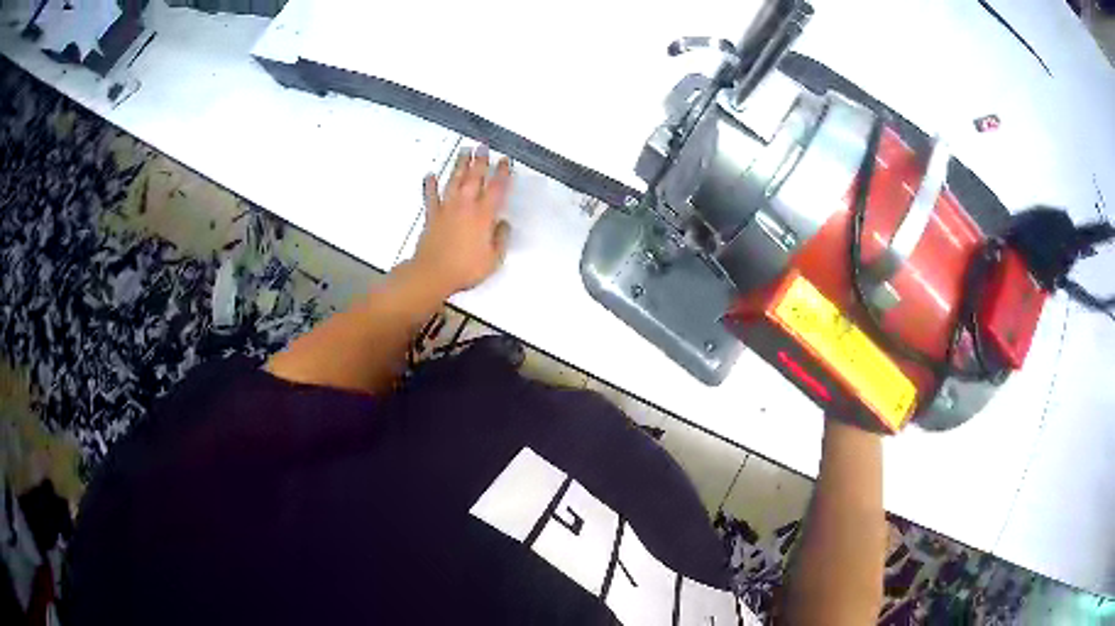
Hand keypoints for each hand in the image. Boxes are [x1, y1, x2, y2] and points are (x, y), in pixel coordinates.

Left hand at [412, 146, 511, 296]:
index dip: (503, 173)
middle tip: (483, 146)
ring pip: (455, 180)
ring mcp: (447, 208)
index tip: (505, 161)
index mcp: (484, 215)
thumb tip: (503, 224)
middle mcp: (466, 206)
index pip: (497, 188)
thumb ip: (501, 238)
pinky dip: (430, 185)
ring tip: (463, 150)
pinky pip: (431, 196)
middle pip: (475, 177)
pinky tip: (429, 175)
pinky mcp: (432, 215)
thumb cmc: (465, 268)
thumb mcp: (494, 259)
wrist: (433, 273)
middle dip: (480, 160)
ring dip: (459, 164)